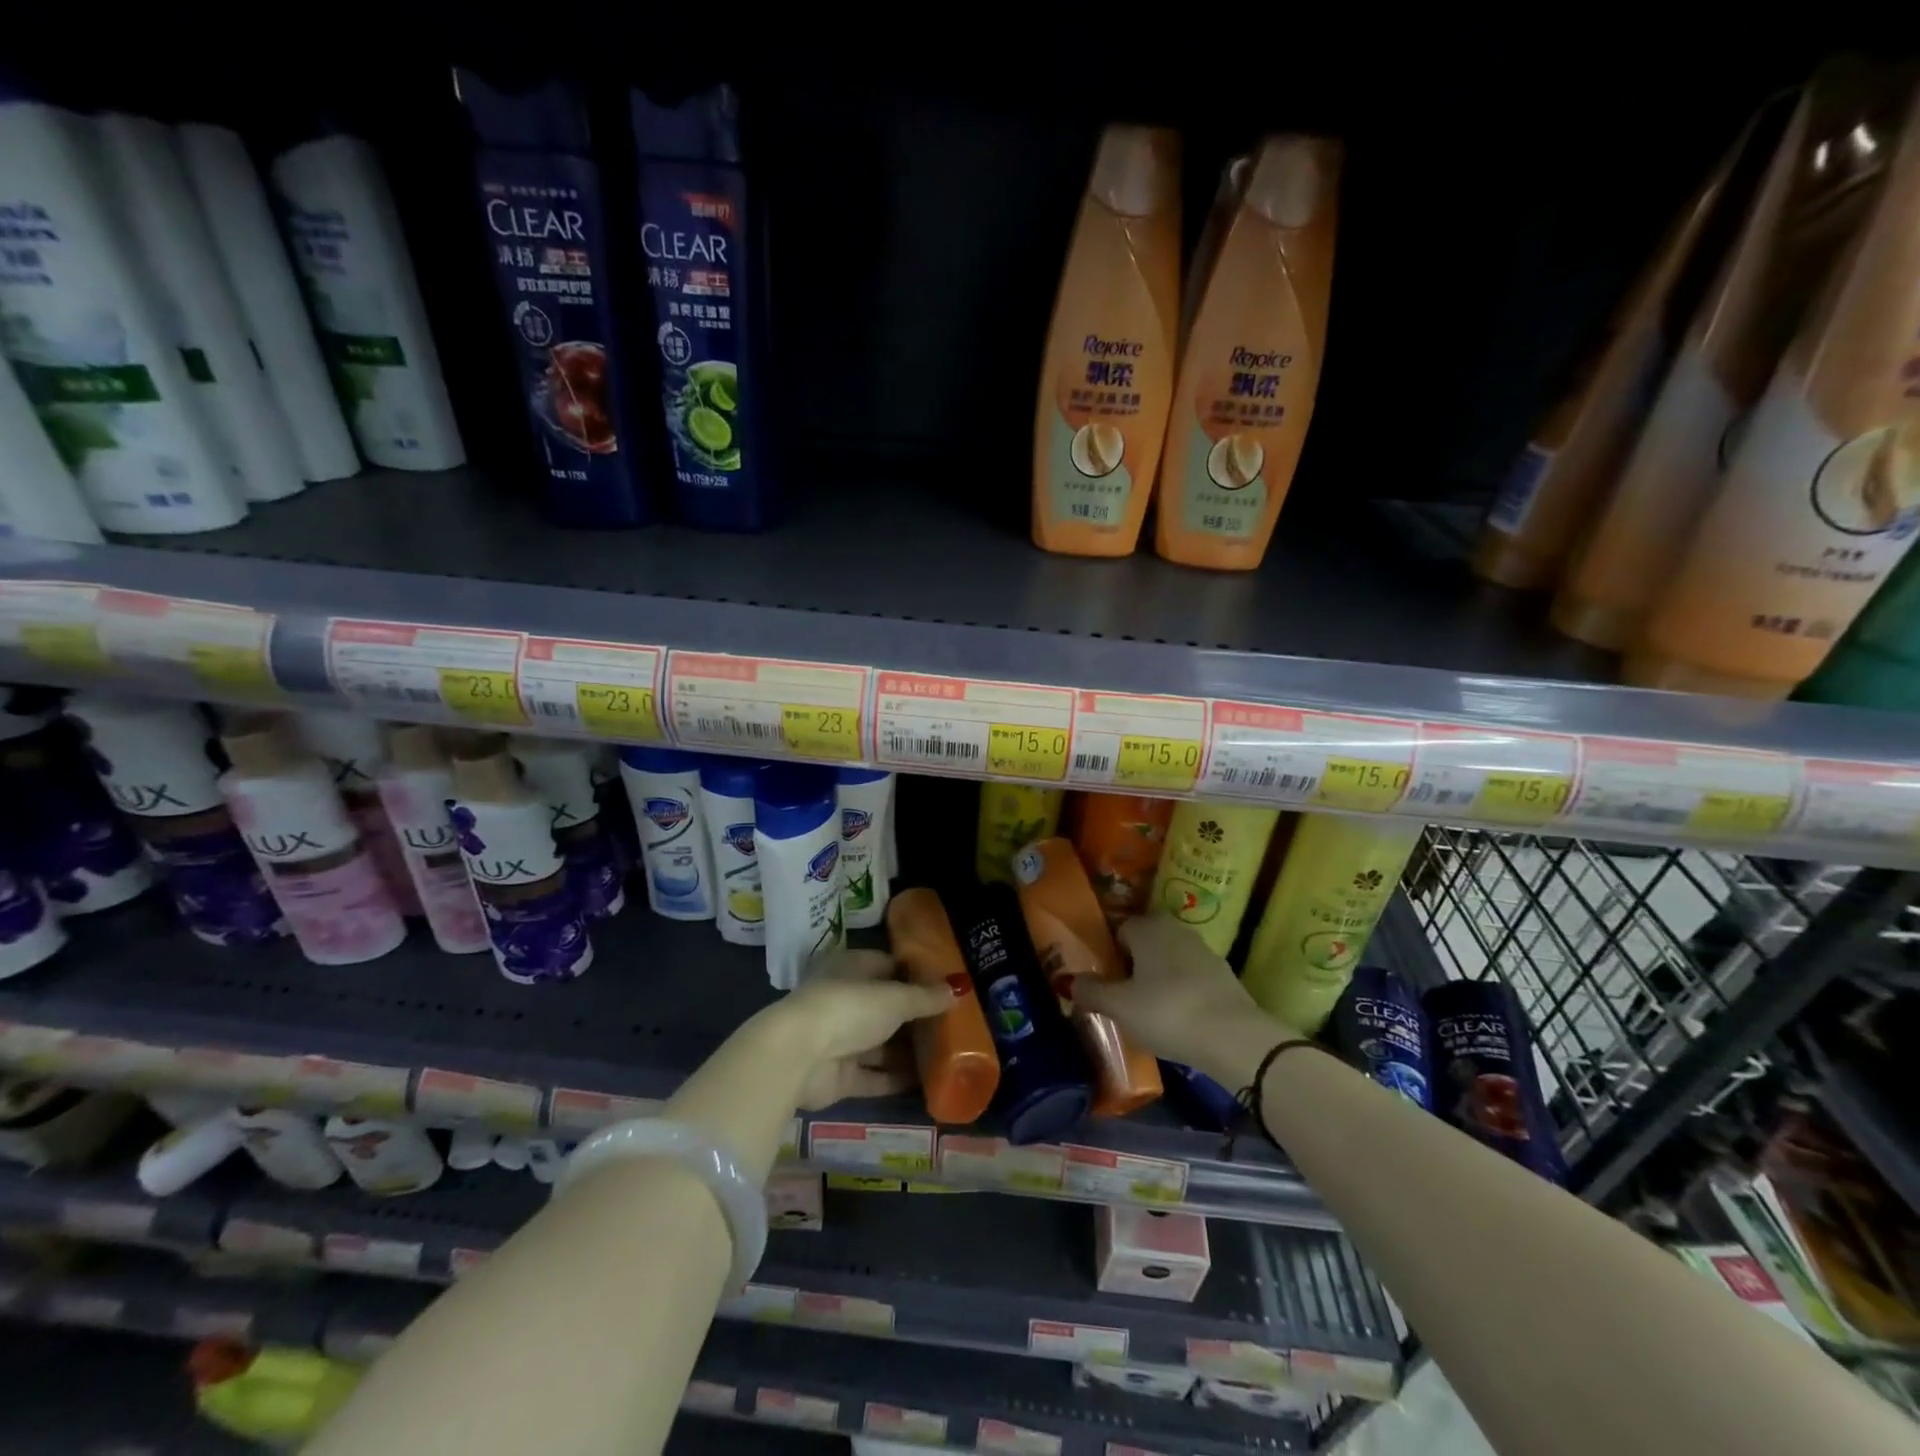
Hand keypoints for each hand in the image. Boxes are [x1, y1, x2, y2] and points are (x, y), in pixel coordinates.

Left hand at [772, 948, 957, 1109]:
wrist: (799, 1056)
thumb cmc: (849, 1008)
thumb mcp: (895, 998)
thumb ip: (925, 997)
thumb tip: (958, 989)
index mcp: (851, 969)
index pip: (887, 966)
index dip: (915, 975)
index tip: (945, 986)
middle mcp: (844, 1000)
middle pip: (885, 1008)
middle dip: (915, 1017)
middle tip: (952, 1025)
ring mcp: (839, 1039)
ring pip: (880, 1044)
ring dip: (908, 1051)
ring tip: (946, 1056)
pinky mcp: (838, 1076)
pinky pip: (874, 1075)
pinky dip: (896, 1079)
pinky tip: (927, 1084)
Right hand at [1072, 915, 1302, 1077]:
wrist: (1235, 1038)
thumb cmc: (1167, 1012)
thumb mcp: (1119, 1007)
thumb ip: (1091, 992)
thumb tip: (1070, 983)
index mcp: (1148, 927)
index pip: (1120, 930)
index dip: (1109, 956)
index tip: (1104, 984)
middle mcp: (1176, 929)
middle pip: (1146, 944)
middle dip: (1134, 966)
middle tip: (1123, 998)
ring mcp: (1204, 951)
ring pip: (1169, 961)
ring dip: (1158, 980)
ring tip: (1149, 1012)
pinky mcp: (1225, 976)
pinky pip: (1191, 979)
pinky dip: (1182, 994)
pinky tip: (1178, 1020)